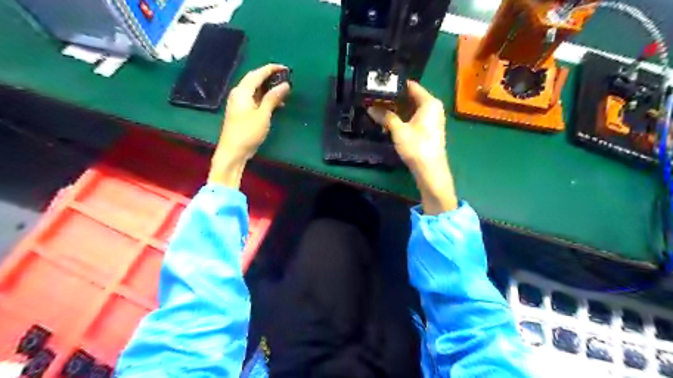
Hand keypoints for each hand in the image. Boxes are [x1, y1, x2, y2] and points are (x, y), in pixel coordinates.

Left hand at [210, 65, 289, 190]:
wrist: (233, 152)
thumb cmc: (247, 132)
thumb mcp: (263, 115)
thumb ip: (273, 98)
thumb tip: (285, 84)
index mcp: (242, 92)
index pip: (257, 74)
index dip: (271, 69)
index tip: (285, 68)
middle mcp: (239, 94)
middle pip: (255, 80)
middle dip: (270, 77)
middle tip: (285, 78)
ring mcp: (239, 103)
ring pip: (256, 90)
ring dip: (269, 89)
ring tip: (284, 92)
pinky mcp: (242, 112)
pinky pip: (255, 99)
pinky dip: (266, 99)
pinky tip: (276, 104)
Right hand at [367, 79, 457, 213]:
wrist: (430, 169)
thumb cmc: (416, 146)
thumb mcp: (398, 130)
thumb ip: (385, 116)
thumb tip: (371, 108)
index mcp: (429, 102)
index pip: (412, 86)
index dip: (396, 85)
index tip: (381, 85)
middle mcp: (434, 107)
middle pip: (412, 97)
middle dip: (395, 99)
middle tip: (377, 98)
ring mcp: (433, 119)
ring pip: (413, 109)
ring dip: (398, 110)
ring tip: (380, 109)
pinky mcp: (429, 129)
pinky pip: (415, 118)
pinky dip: (404, 118)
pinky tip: (390, 121)